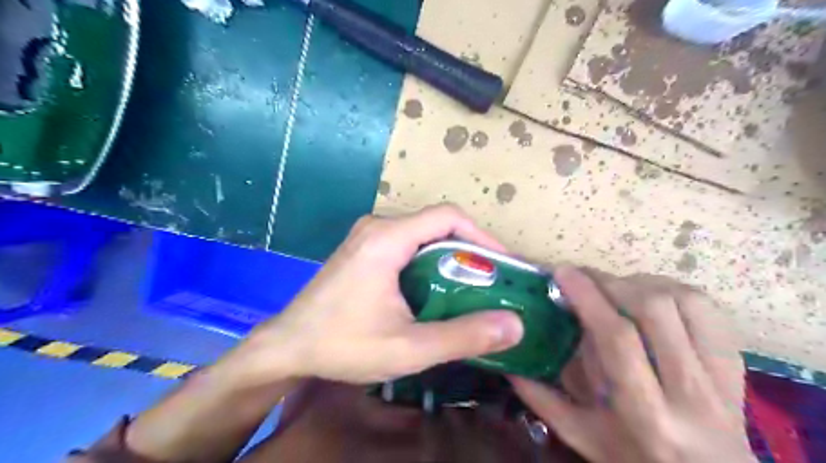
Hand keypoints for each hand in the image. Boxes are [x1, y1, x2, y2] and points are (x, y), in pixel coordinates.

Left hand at [231, 204, 520, 385]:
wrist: (287, 346)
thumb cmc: (342, 345)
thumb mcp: (409, 348)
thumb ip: (464, 336)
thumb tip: (515, 325)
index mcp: (387, 238)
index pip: (448, 217)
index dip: (482, 235)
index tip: (502, 264)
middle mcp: (377, 227)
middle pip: (437, 225)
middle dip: (470, 250)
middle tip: (492, 282)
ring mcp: (368, 236)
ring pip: (423, 235)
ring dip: (450, 257)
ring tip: (472, 288)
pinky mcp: (363, 248)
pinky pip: (407, 244)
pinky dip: (430, 262)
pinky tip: (437, 289)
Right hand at [514, 268, 755, 462]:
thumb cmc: (637, 458)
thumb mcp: (582, 436)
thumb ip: (542, 400)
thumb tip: (507, 362)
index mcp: (644, 413)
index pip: (617, 337)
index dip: (588, 296)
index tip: (563, 273)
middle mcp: (688, 391)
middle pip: (651, 310)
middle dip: (608, 282)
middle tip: (581, 276)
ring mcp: (718, 374)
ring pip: (681, 301)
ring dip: (638, 282)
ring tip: (612, 286)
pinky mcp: (733, 362)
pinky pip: (706, 307)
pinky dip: (670, 288)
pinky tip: (647, 293)